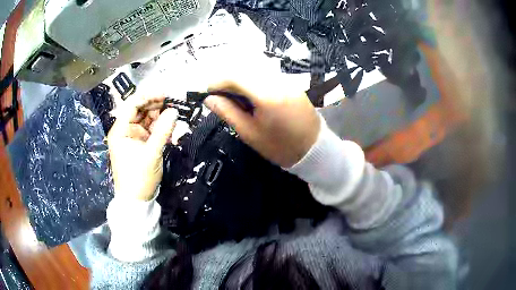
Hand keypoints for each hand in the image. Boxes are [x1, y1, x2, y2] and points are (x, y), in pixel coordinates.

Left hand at [107, 97, 177, 200]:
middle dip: (155, 105)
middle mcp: (125, 130)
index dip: (147, 96)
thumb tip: (174, 111)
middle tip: (173, 102)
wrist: (136, 201)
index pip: (132, 105)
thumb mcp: (151, 154)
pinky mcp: (140, 145)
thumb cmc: (138, 178)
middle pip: (139, 110)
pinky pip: (150, 130)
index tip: (164, 94)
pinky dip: (159, 128)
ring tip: (173, 113)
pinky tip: (169, 126)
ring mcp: (133, 137)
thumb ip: (163, 131)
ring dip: (159, 116)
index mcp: (120, 130)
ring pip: (146, 120)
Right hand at [204, 80, 320, 167]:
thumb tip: (209, 98)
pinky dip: (254, 81)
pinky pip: (267, 75)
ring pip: (256, 70)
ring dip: (241, 80)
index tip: (208, 93)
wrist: (314, 150)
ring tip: (238, 100)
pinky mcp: (291, 83)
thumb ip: (227, 112)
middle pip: (245, 69)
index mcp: (266, 94)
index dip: (218, 82)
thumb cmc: (279, 147)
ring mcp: (286, 80)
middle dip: (228, 80)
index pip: (235, 76)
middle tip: (222, 98)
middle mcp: (277, 80)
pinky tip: (253, 97)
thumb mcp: (249, 133)